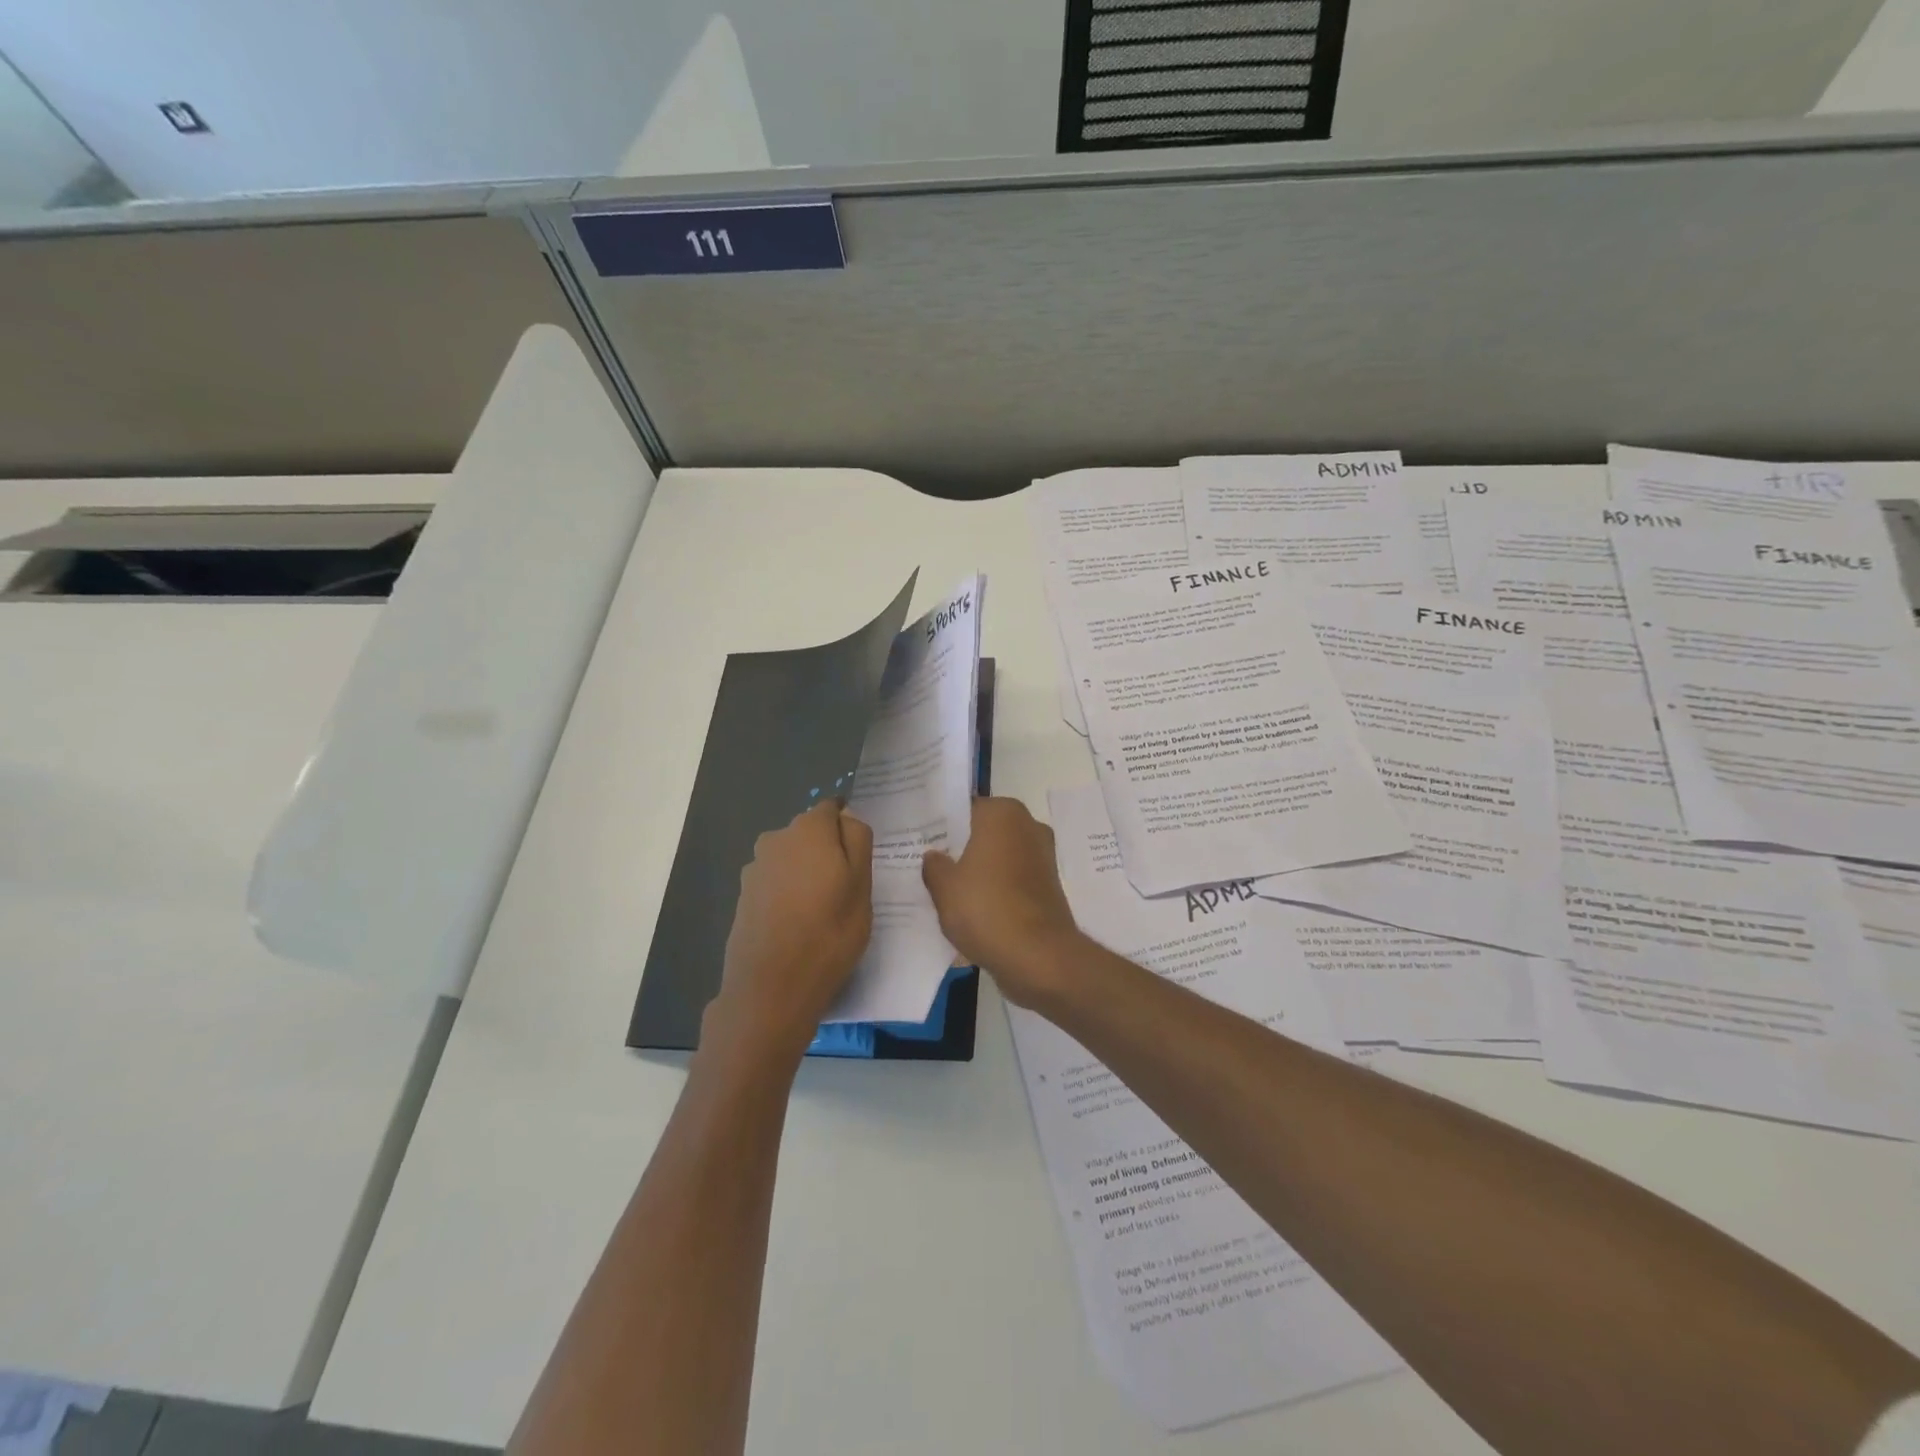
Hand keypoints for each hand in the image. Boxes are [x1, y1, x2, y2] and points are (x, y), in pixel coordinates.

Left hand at [708, 801, 872, 1060]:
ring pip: (792, 860)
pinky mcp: (744, 898)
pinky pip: (776, 884)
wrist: (770, 989)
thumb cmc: (828, 933)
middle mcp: (775, 839)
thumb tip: (847, 816)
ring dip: (807, 875)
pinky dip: (789, 895)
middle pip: (810, 834)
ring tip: (823, 912)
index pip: (833, 809)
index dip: (848, 830)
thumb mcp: (861, 885)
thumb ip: (857, 840)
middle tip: (847, 890)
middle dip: (828, 852)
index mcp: (808, 829)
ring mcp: (754, 869)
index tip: (860, 860)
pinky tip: (799, 925)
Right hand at [922, 797, 1085, 1010]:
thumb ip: (934, 866)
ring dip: (979, 870)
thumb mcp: (944, 887)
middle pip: (984, 832)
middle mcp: (1028, 826)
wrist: (1038, 956)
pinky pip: (1013, 879)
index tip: (923, 841)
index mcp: (1003, 814)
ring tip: (948, 890)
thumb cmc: (986, 909)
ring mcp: (1043, 856)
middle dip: (961, 847)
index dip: (942, 824)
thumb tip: (934, 856)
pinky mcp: (1049, 886)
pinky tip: (973, 909)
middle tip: (930, 865)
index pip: (965, 808)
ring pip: (999, 857)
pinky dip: (996, 889)